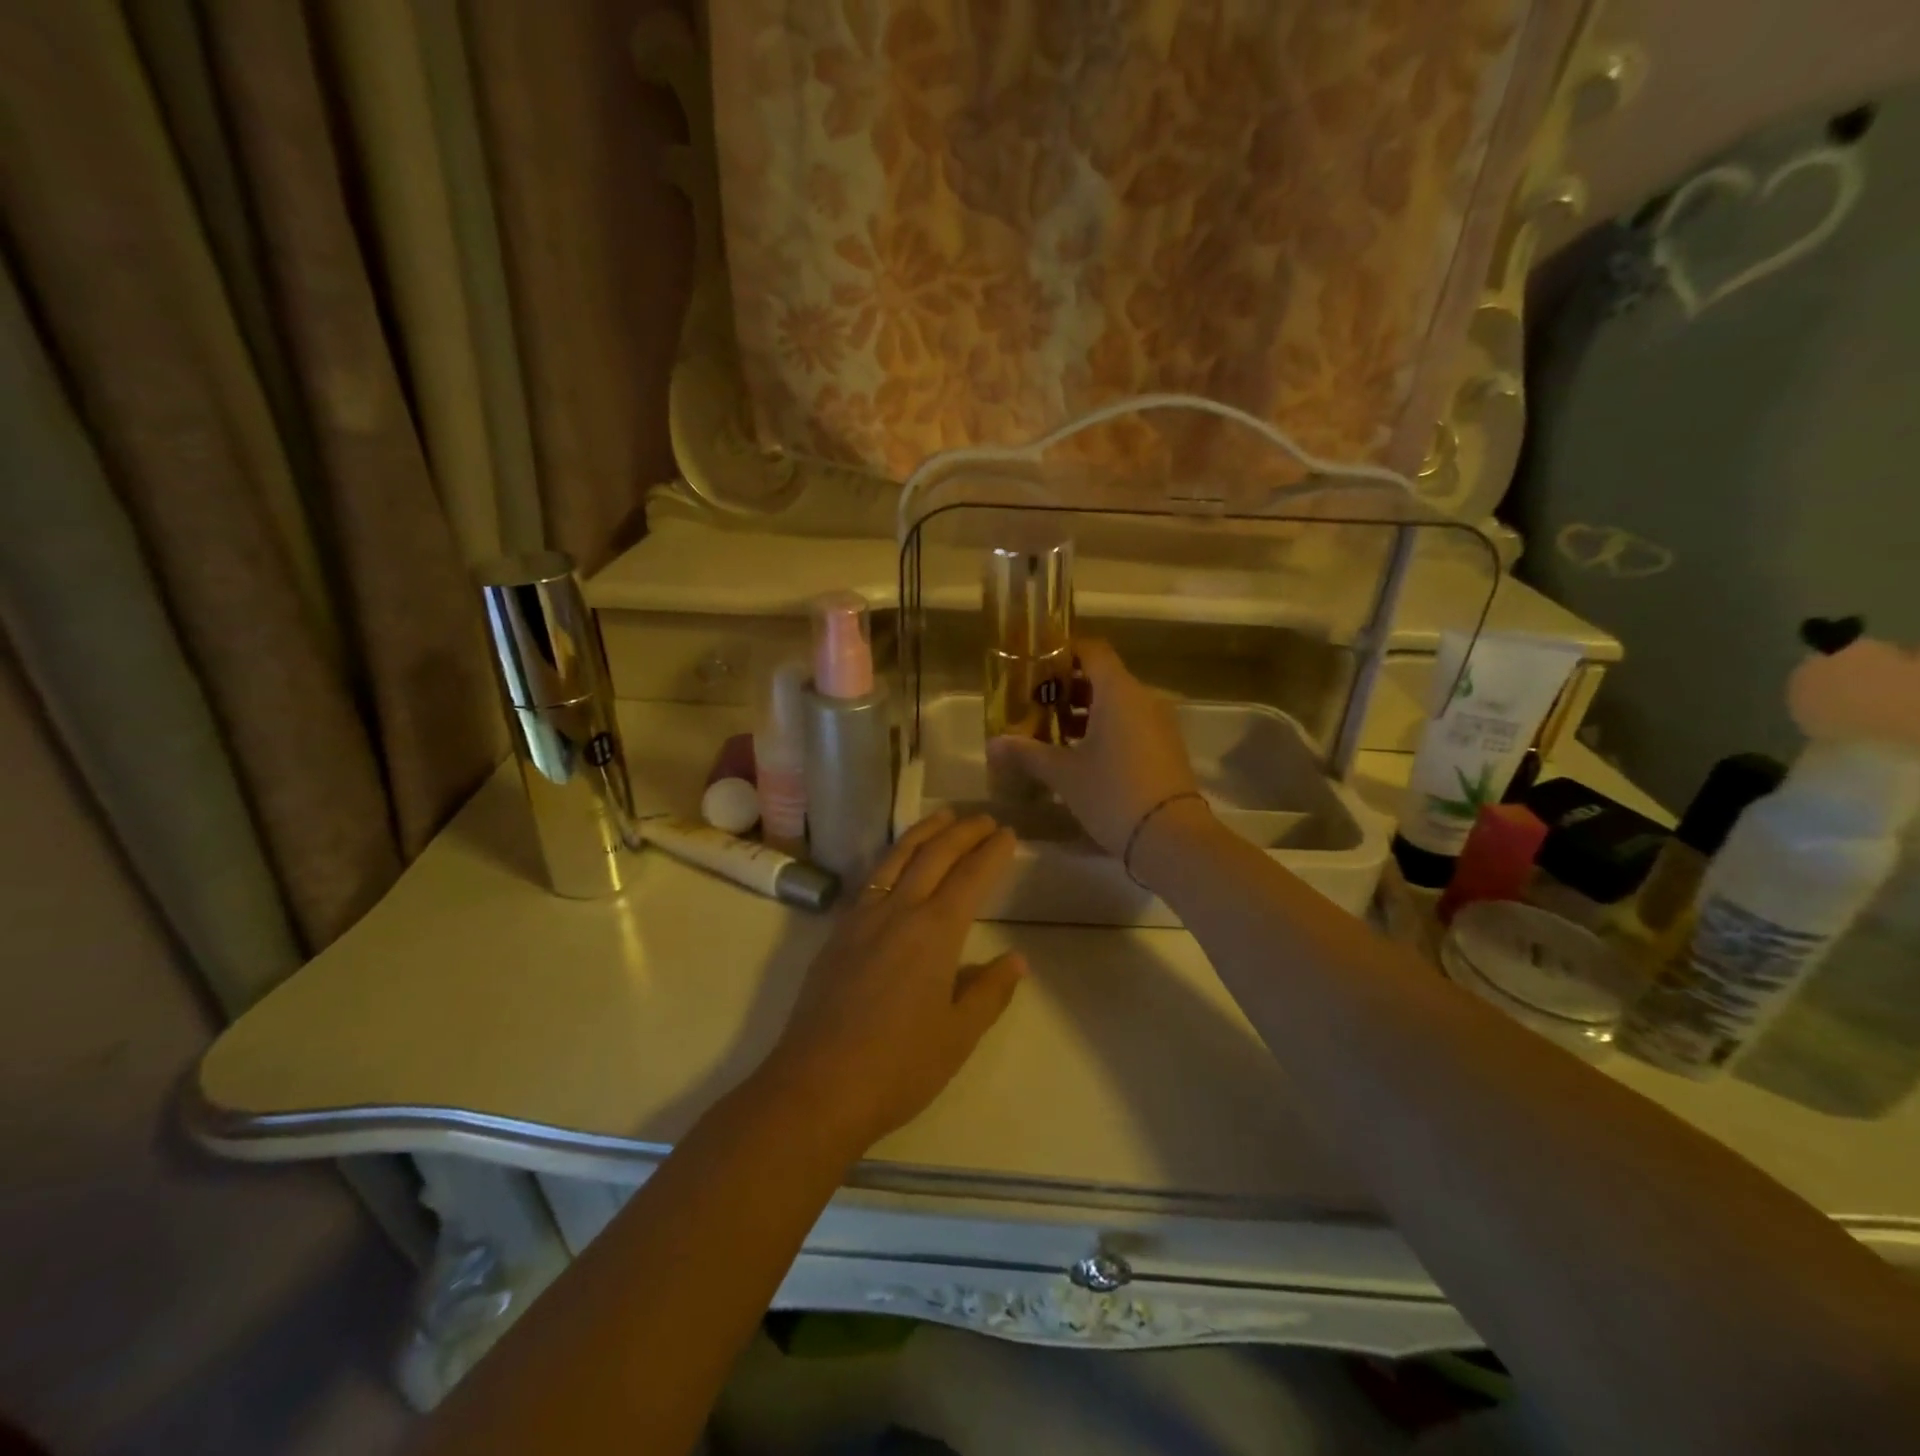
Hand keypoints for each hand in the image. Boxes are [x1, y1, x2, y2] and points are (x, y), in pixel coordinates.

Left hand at [762, 809, 1024, 1152]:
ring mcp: (862, 918)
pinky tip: (896, 862)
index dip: (991, 852)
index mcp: (935, 933)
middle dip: (962, 831)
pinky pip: (871, 878)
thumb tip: (1016, 959)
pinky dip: (892, 857)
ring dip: (924, 832)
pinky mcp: (837, 933)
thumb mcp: (958, 1036)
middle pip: (934, 856)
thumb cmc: (898, 1067)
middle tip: (984, 818)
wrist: (816, 1086)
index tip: (1008, 834)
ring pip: (896, 858)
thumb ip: (989, 992)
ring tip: (943, 817)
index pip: (970, 878)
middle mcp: (898, 911)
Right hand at [986, 639, 1201, 857]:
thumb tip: (992, 744)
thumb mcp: (1063, 773)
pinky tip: (1080, 755)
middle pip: (1102, 676)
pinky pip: (1130, 723)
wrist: (1171, 837)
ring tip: (1051, 733)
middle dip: (1066, 688)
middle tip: (1034, 705)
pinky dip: (1104, 728)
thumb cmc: (1113, 793)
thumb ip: (1027, 753)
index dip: (1062, 652)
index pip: (1092, 650)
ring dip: (1084, 712)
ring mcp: (1159, 722)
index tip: (1035, 666)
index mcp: (1118, 691)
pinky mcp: (1166, 746)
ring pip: (1116, 703)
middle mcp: (1143, 697)